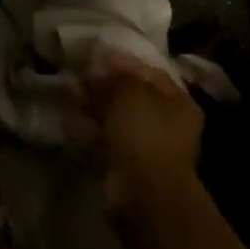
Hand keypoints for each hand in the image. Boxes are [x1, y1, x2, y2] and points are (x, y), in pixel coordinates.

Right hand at [84, 49, 204, 213]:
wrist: (144, 192)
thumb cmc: (145, 132)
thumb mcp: (129, 92)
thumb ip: (112, 78)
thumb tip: (91, 74)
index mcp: (179, 102)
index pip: (151, 73)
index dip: (124, 62)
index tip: (98, 56)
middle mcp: (168, 123)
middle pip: (133, 95)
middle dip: (106, 85)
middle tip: (80, 76)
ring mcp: (149, 146)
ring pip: (118, 117)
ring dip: (96, 105)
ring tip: (71, 94)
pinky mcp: (129, 164)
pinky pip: (107, 138)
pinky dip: (92, 128)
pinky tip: (73, 119)